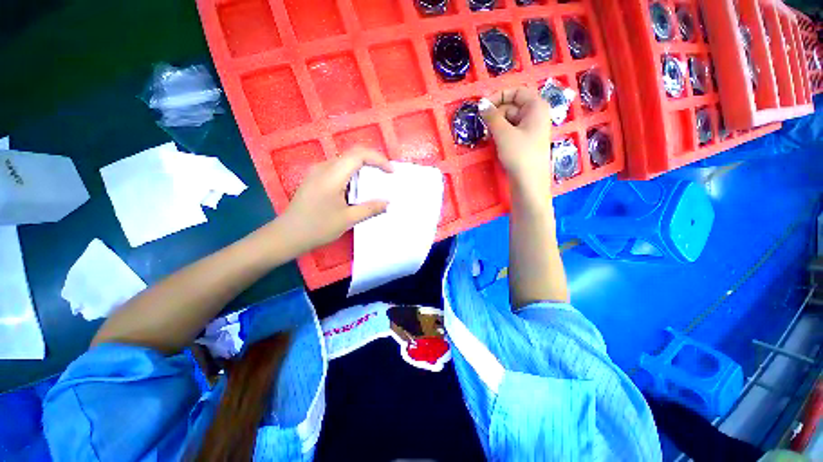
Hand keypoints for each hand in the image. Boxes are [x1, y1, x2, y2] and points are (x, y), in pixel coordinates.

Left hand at [277, 147, 392, 250]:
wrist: (287, 235)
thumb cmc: (317, 228)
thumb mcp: (347, 220)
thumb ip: (370, 208)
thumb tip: (388, 203)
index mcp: (331, 175)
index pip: (359, 155)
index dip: (378, 159)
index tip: (391, 172)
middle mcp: (323, 168)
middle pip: (353, 154)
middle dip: (373, 162)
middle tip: (386, 176)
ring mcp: (317, 172)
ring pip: (346, 161)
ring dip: (363, 168)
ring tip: (376, 182)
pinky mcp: (315, 178)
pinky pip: (338, 169)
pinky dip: (353, 174)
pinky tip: (358, 188)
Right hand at [480, 87, 551, 189]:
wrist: (529, 182)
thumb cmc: (519, 154)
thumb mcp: (503, 133)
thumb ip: (492, 116)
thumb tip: (481, 104)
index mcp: (536, 106)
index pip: (517, 91)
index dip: (499, 95)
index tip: (483, 106)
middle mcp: (536, 115)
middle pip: (512, 105)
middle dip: (496, 114)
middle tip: (483, 125)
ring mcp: (531, 129)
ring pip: (510, 119)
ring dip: (497, 125)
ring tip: (488, 136)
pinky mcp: (526, 141)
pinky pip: (512, 131)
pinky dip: (501, 133)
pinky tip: (494, 141)